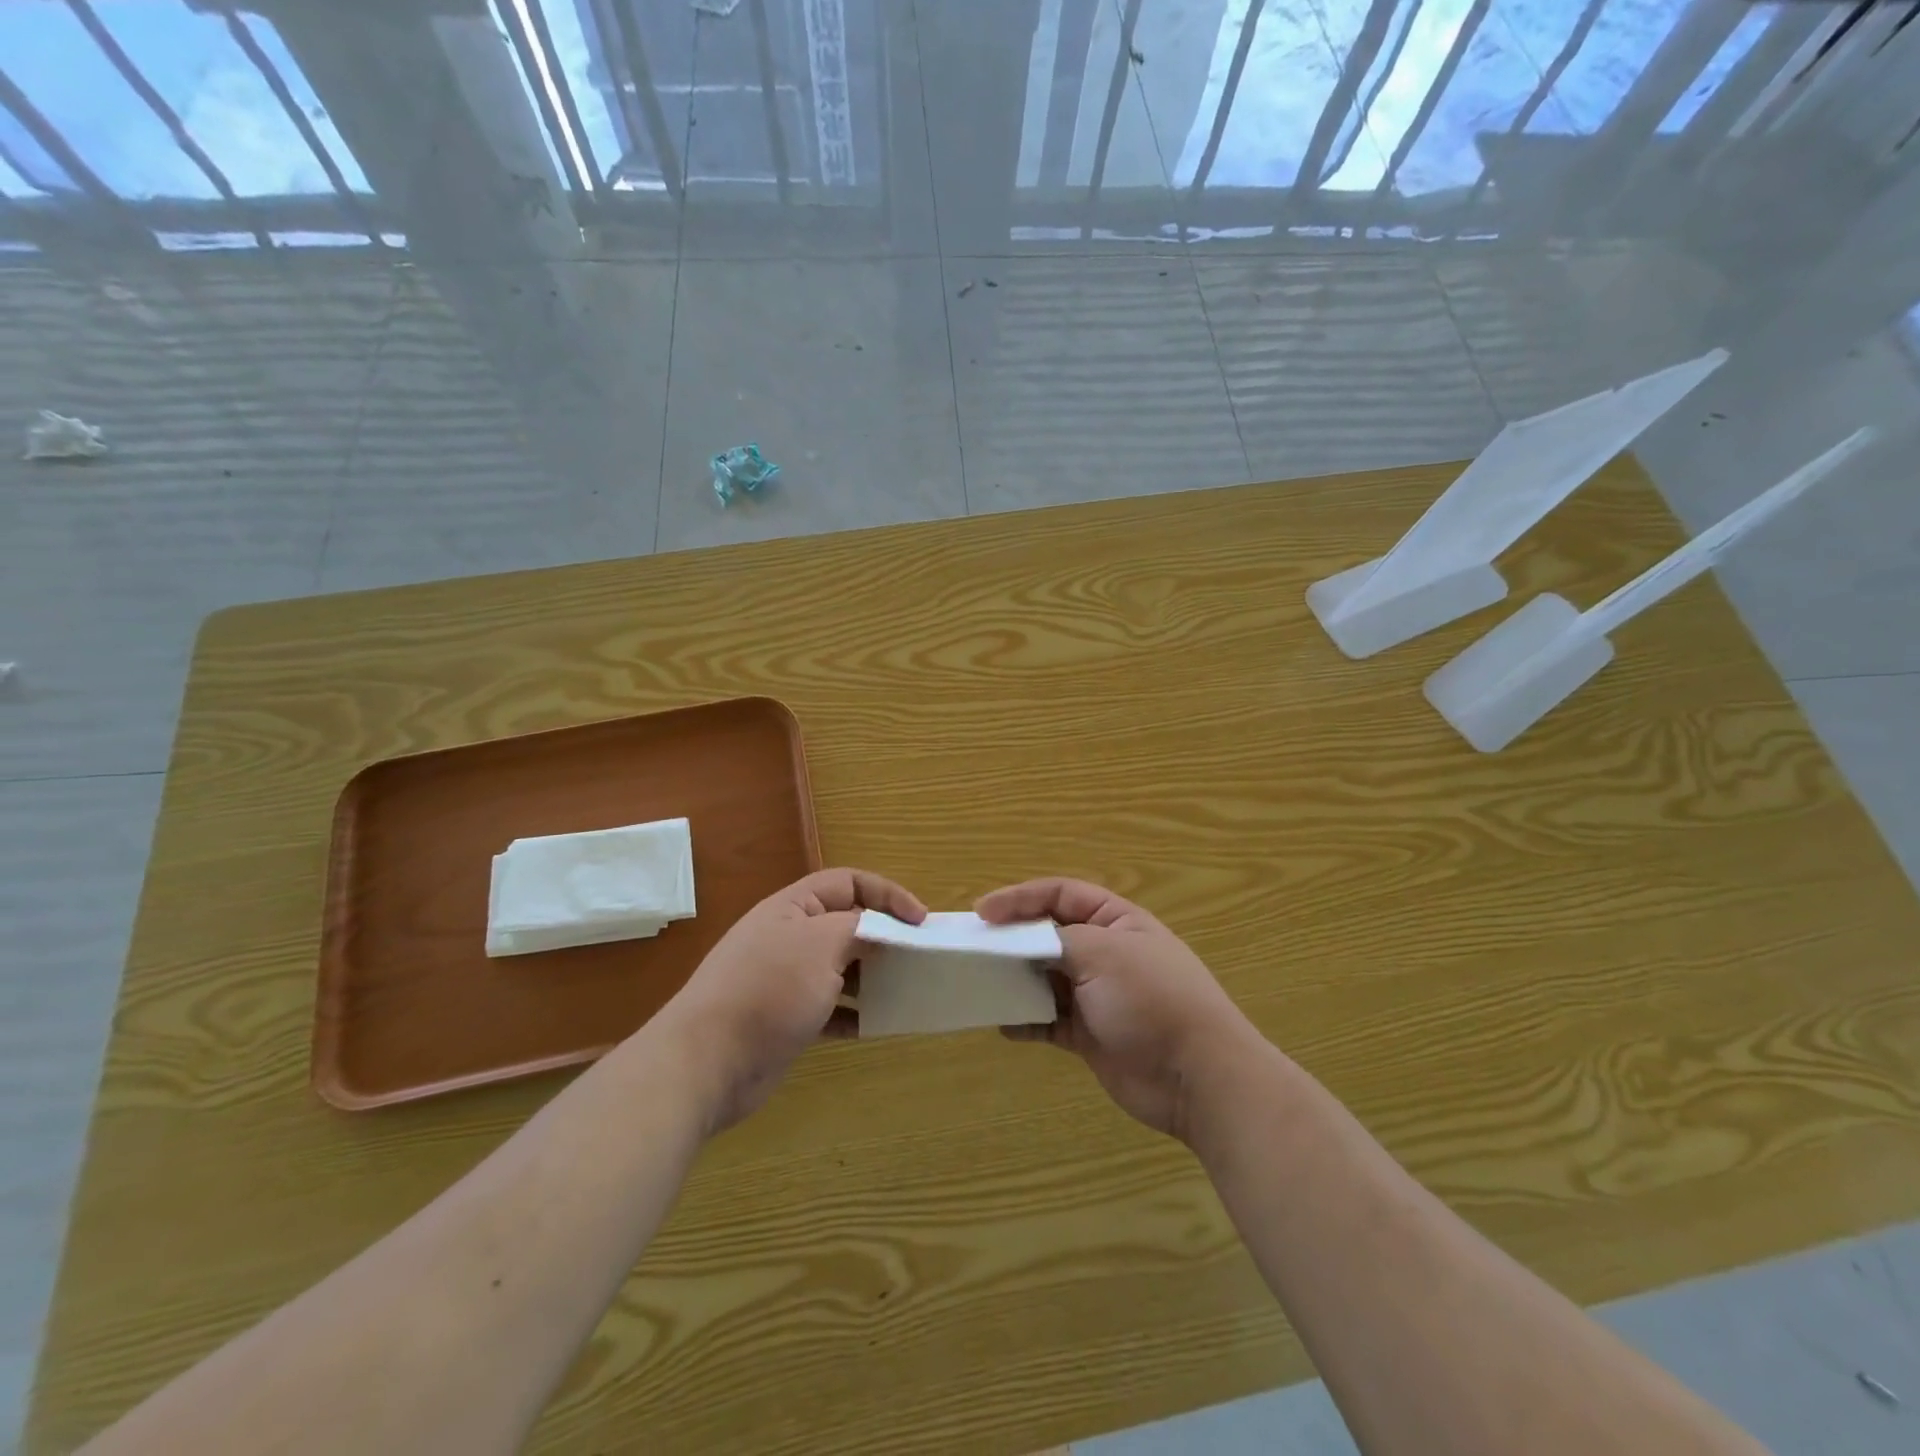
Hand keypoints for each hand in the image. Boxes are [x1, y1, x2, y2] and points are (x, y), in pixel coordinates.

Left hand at [659, 868, 924, 1134]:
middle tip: (917, 957)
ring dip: (872, 976)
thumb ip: (860, 929)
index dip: (887, 894)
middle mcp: (789, 937)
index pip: (849, 882)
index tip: (920, 922)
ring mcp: (786, 979)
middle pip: (846, 924)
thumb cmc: (769, 989)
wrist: (706, 1063)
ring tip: (903, 990)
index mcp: (793, 907)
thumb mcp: (822, 944)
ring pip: (841, 967)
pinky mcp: (787, 1018)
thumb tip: (882, 931)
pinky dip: (854, 1013)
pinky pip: (831, 1007)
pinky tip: (874, 1026)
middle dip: (883, 937)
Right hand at [976, 878, 1257, 1140]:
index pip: (1060, 894)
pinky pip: (1047, 1020)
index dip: (1020, 898)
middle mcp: (1105, 952)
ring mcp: (1097, 995)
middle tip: (975, 949)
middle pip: (1048, 935)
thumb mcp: (1103, 953)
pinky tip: (1004, 1024)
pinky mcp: (1089, 1034)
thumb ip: (1056, 940)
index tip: (982, 913)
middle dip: (1012, 940)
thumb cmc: (1151, 999)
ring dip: (1015, 980)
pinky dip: (1025, 1020)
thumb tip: (1021, 944)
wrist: (1196, 1077)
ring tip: (982, 984)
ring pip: (1044, 978)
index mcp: (1115, 921)